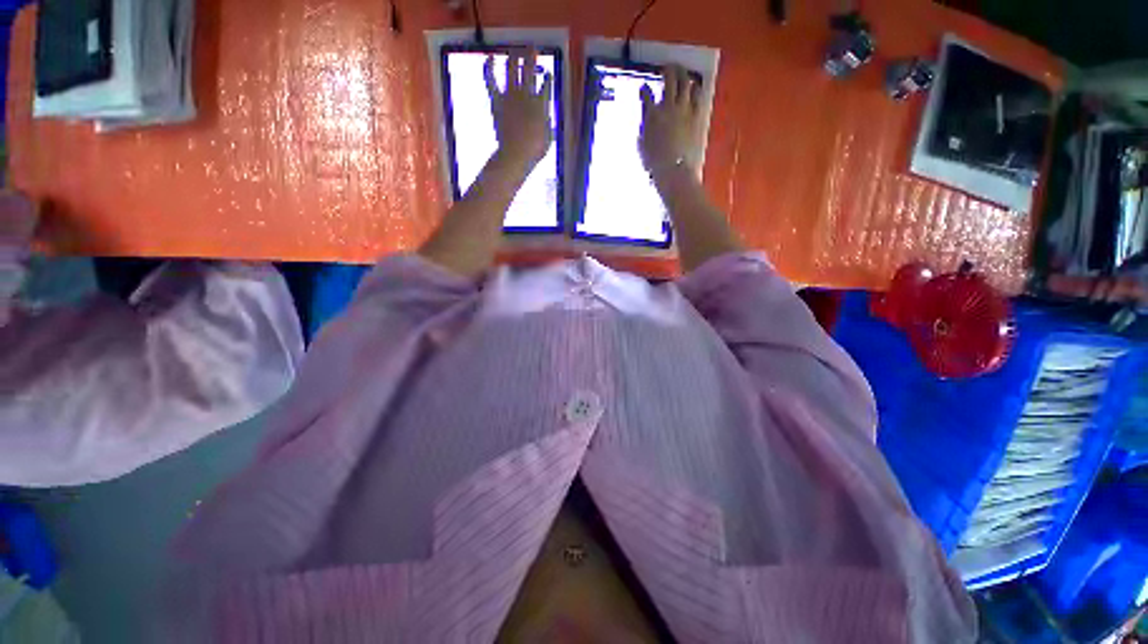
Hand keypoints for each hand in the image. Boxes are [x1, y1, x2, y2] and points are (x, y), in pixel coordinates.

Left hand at [485, 49, 553, 170]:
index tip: (547, 75)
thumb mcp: (548, 137)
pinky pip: (491, 80)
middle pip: (529, 69)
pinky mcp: (497, 100)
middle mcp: (526, 94)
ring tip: (516, 48)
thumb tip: (546, 118)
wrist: (515, 154)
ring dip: (515, 56)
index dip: (547, 80)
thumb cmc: (535, 150)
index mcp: (541, 104)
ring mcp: (510, 95)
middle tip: (532, 48)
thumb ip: (547, 123)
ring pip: (512, 68)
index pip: (546, 86)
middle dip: (531, 56)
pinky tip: (489, 57)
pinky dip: (489, 68)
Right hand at [639, 65, 702, 176]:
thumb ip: (644, 128)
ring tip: (682, 72)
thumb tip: (645, 120)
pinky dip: (695, 89)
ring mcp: (684, 110)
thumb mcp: (642, 145)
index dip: (644, 89)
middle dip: (668, 70)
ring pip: (686, 83)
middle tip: (667, 68)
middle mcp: (668, 106)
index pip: (646, 94)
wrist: (674, 169)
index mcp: (651, 115)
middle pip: (669, 80)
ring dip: (683, 74)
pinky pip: (697, 96)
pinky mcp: (696, 116)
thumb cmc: (654, 162)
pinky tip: (694, 87)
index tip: (644, 88)